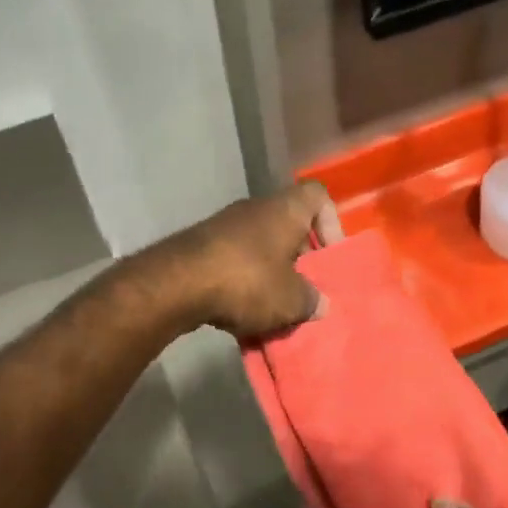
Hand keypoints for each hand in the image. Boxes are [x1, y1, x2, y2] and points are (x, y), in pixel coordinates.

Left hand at [158, 182, 344, 339]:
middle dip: (300, 258)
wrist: (176, 283)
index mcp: (285, 210)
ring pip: (261, 246)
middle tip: (306, 290)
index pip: (318, 196)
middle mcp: (256, 209)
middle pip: (289, 225)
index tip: (330, 257)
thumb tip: (319, 304)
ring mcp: (225, 226)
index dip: (331, 223)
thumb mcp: (291, 300)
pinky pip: (235, 261)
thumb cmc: (247, 281)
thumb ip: (311, 300)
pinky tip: (243, 311)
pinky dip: (244, 282)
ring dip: (272, 273)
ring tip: (276, 308)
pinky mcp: (201, 246)